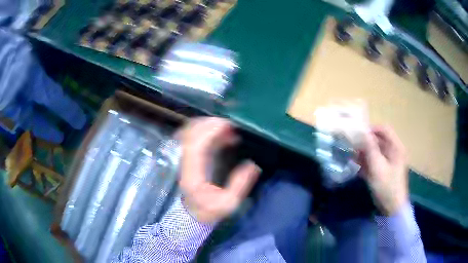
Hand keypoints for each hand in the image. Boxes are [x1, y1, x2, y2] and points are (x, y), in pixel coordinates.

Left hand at [179, 117, 260, 222]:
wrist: (191, 215)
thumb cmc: (209, 211)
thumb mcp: (228, 203)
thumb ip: (240, 184)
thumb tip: (253, 165)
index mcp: (192, 174)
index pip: (196, 145)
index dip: (210, 131)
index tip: (228, 124)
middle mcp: (184, 163)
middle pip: (190, 134)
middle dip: (210, 124)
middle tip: (231, 124)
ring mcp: (184, 159)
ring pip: (190, 133)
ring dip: (208, 126)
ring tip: (229, 129)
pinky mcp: (188, 157)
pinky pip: (195, 138)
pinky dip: (208, 132)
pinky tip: (224, 136)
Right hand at [358, 125, 408, 215]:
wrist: (392, 208)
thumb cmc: (387, 186)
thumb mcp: (377, 167)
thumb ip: (370, 148)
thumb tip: (362, 131)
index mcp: (396, 147)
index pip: (384, 129)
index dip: (371, 129)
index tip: (358, 134)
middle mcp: (394, 151)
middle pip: (379, 140)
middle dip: (366, 142)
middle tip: (353, 146)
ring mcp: (389, 161)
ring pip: (376, 151)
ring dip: (364, 152)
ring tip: (352, 157)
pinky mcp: (385, 170)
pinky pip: (375, 161)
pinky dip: (366, 162)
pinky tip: (357, 167)